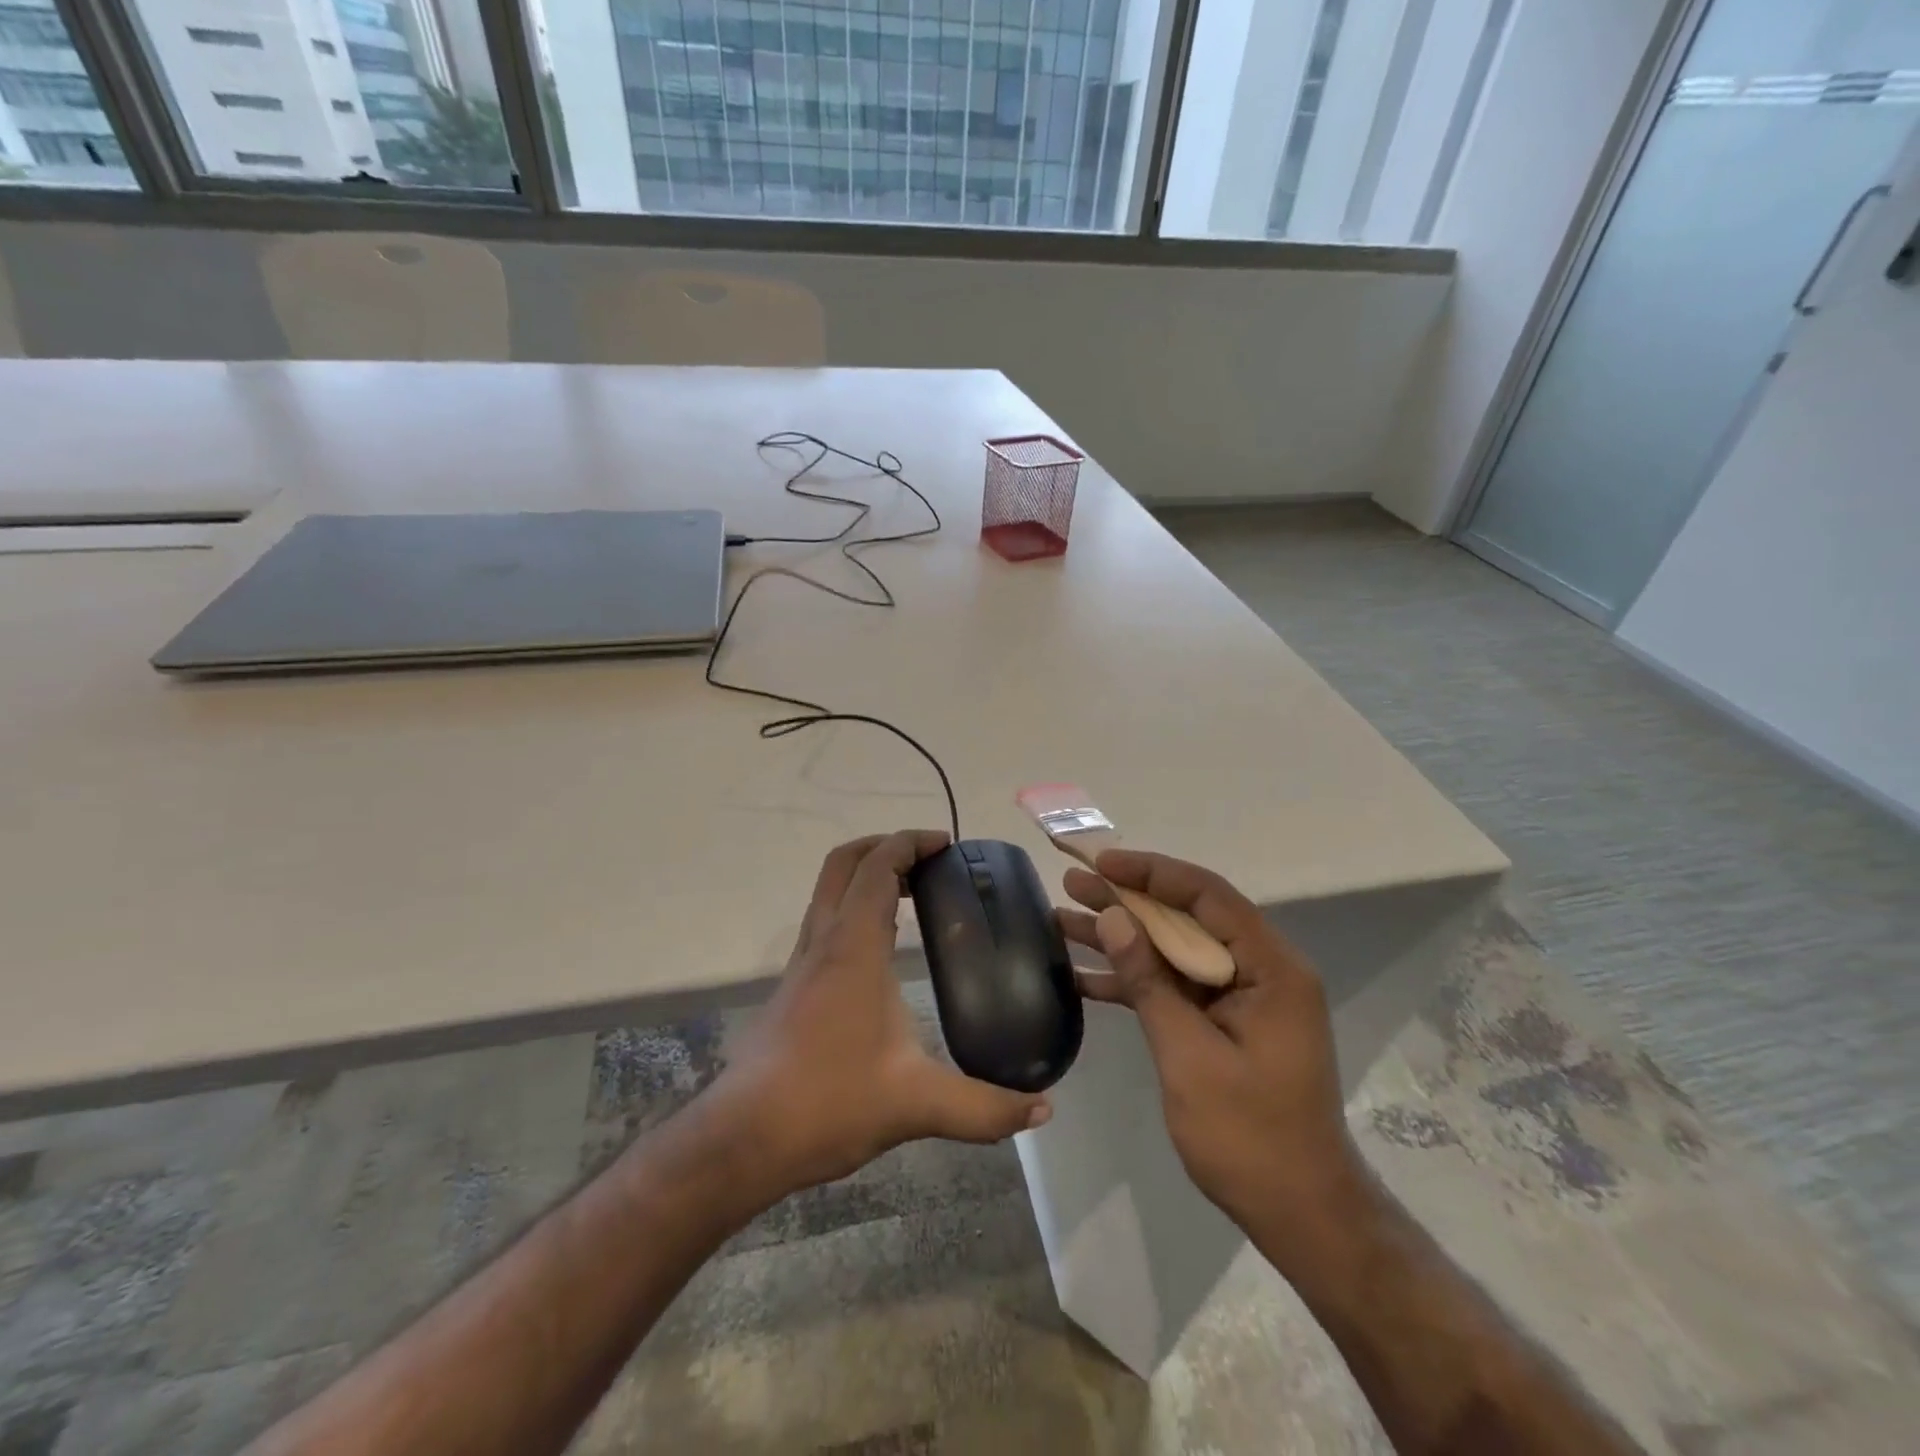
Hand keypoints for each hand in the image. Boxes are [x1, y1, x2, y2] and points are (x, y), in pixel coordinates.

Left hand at [713, 831, 1051, 1198]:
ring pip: (827, 891)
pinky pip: (824, 921)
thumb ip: (984, 1107)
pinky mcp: (792, 987)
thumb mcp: (916, 1104)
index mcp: (852, 948)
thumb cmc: (828, 1103)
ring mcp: (802, 963)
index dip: (910, 843)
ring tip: (911, 895)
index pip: (877, 868)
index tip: (946, 845)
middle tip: (927, 861)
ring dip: (865, 876)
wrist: (743, 1138)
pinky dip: (853, 908)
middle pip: (843, 863)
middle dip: (883, 846)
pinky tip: (880, 950)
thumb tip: (1042, 1109)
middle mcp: (823, 942)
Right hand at [1059, 849, 1368, 1255]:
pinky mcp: (1223, 1021)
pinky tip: (1082, 977)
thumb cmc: (1250, 1136)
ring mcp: (1242, 996)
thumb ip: (1149, 981)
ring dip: (1122, 939)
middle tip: (1072, 884)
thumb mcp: (1189, 1055)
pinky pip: (1175, 986)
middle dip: (1127, 901)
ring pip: (1175, 950)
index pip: (1208, 896)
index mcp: (1271, 967)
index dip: (1152, 872)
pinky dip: (1134, 981)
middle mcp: (1261, 970)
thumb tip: (1113, 918)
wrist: (1299, 1214)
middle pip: (1187, 918)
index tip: (1103, 863)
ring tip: (1063, 919)